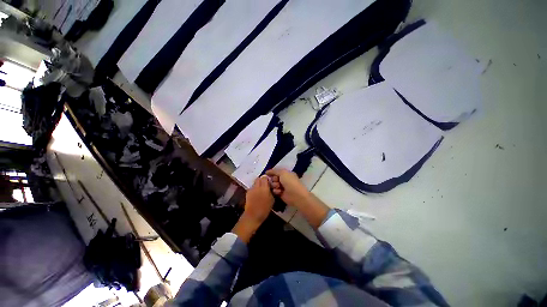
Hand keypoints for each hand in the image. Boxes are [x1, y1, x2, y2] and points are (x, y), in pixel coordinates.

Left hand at [243, 176, 274, 223]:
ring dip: (257, 184)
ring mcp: (251, 189)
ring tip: (260, 190)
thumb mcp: (272, 200)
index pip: (264, 177)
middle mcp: (257, 186)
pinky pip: (251, 188)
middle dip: (261, 180)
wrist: (253, 215)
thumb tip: (270, 188)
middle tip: (264, 185)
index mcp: (264, 187)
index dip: (267, 179)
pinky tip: (256, 194)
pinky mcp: (247, 192)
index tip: (269, 182)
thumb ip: (271, 191)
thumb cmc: (265, 208)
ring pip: (254, 183)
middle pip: (258, 178)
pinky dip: (254, 189)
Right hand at [266, 168, 329, 228]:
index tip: (266, 174)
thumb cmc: (290, 181)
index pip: (276, 172)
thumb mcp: (282, 172)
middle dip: (273, 179)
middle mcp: (284, 179)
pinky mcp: (280, 194)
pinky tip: (279, 192)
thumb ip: (274, 171)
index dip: (272, 173)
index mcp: (286, 173)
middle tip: (277, 181)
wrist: (295, 195)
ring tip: (278, 187)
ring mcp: (282, 187)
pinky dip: (276, 191)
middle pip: (273, 178)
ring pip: (273, 185)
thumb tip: (266, 172)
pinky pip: (274, 191)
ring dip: (274, 185)